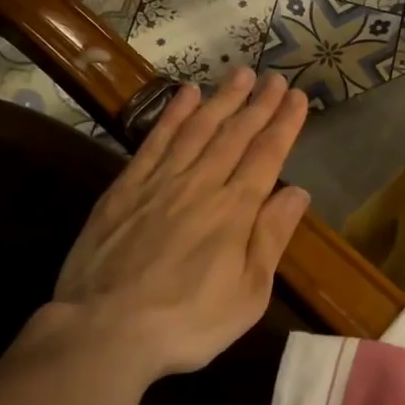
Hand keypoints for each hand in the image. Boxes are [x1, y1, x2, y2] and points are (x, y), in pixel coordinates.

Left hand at [32, 68, 310, 384]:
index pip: (267, 155)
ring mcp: (160, 181)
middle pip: (235, 135)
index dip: (284, 124)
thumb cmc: (187, 323)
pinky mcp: (126, 187)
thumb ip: (271, 238)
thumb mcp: (247, 294)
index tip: (298, 97)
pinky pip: (155, 140)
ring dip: (222, 100)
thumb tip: (298, 192)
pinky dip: (174, 114)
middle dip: (259, 104)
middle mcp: (201, 184)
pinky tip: (187, 95)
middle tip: (275, 78)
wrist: (105, 330)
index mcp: (235, 211)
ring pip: (198, 129)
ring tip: (240, 74)